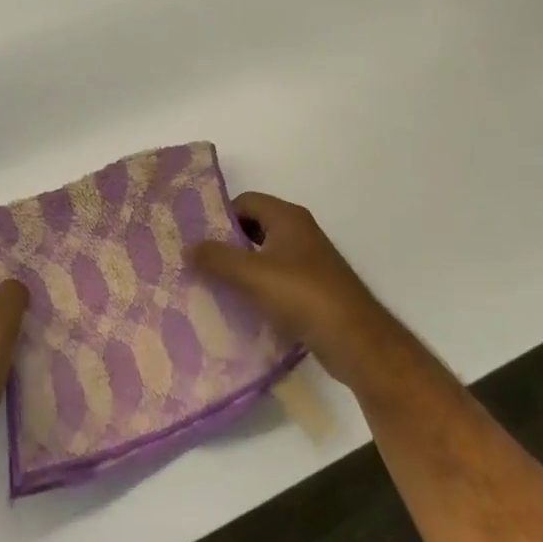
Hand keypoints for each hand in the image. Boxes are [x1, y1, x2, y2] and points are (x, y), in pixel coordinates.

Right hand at [189, 193, 412, 399]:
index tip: (196, 239)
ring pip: (264, 254)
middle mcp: (299, 232)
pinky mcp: (312, 288)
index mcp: (288, 217)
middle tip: (199, 262)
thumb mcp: (252, 274)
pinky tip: (240, 306)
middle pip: (253, 226)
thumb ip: (216, 258)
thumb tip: (187, 247)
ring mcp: (308, 261)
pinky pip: (276, 278)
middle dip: (227, 243)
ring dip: (241, 267)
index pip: (245, 201)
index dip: (220, 216)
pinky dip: (257, 286)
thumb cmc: (302, 296)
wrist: (355, 340)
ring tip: (212, 285)